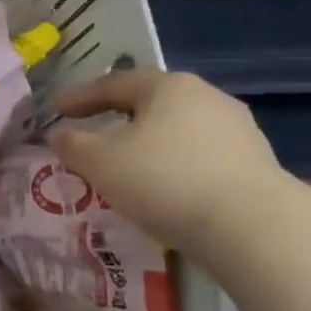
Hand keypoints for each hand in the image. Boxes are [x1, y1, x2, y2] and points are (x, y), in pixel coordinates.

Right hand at [49, 70, 289, 251]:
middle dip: (117, 116)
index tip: (56, 110)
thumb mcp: (98, 161)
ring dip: (147, 143)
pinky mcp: (254, 165)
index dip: (80, 96)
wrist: (252, 227)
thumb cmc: (163, 179)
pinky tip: (161, 188)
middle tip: (91, 131)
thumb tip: (61, 135)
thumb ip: (72, 144)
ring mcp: (238, 131)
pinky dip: (172, 166)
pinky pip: (199, 157)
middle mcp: (207, 98)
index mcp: (168, 87)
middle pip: (150, 103)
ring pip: (177, 130)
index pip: (114, 83)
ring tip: (125, 165)